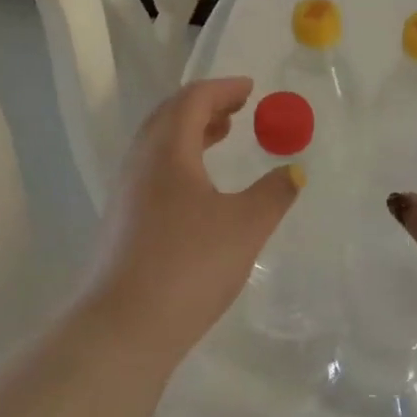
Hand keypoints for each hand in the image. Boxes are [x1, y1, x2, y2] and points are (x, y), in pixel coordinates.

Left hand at [82, 78, 300, 366]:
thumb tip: (295, 170)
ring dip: (190, 131)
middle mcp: (141, 162)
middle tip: (237, 108)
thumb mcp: (245, 226)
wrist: (122, 328)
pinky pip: (153, 169)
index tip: (250, 89)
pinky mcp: (122, 221)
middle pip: (170, 115)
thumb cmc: (189, 264)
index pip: (193, 100)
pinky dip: (179, 158)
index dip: (223, 88)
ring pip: (158, 143)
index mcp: (168, 149)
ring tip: (220, 136)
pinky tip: (199, 186)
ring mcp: (126, 192)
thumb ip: (274, 193)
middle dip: (205, 105)